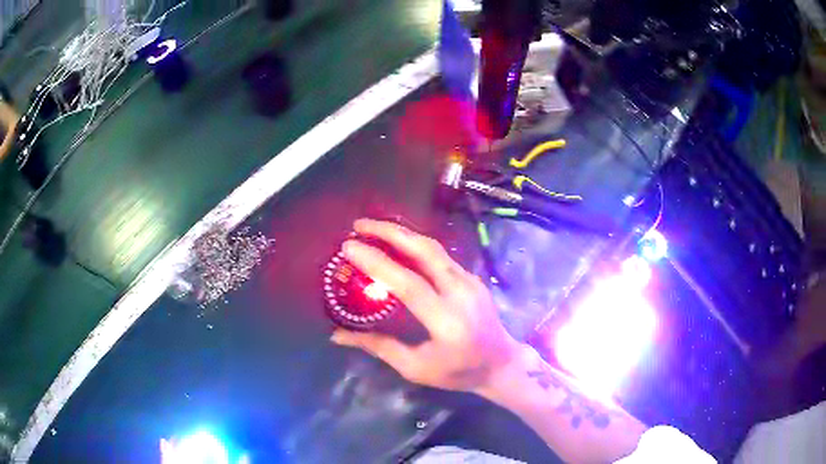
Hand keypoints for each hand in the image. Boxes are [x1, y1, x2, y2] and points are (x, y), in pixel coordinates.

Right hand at [331, 218, 520, 392]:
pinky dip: (416, 244)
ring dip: (402, 233)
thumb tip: (337, 335)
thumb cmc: (458, 372)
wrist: (501, 363)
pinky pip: (441, 254)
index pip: (408, 283)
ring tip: (373, 228)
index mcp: (446, 320)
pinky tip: (399, 243)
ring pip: (434, 247)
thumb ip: (378, 347)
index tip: (349, 246)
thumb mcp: (416, 368)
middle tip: (359, 224)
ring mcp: (471, 281)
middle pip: (424, 251)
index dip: (377, 262)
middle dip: (389, 232)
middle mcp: (461, 293)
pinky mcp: (473, 277)